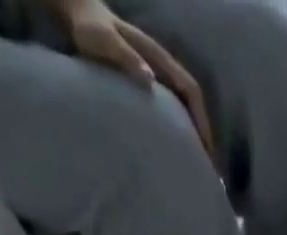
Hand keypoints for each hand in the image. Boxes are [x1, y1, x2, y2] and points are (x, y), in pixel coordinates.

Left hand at [57, 0, 215, 159]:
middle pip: (194, 104)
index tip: (207, 148)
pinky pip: (172, 109)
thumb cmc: (90, 29)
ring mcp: (158, 77)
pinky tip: (178, 147)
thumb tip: (150, 81)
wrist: (78, 16)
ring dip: (193, 134)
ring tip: (197, 162)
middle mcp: (165, 69)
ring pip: (185, 108)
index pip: (191, 91)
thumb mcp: (104, 40)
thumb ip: (125, 56)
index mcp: (160, 60)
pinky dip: (180, 129)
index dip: (202, 120)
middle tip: (208, 165)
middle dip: (203, 134)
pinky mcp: (150, 86)